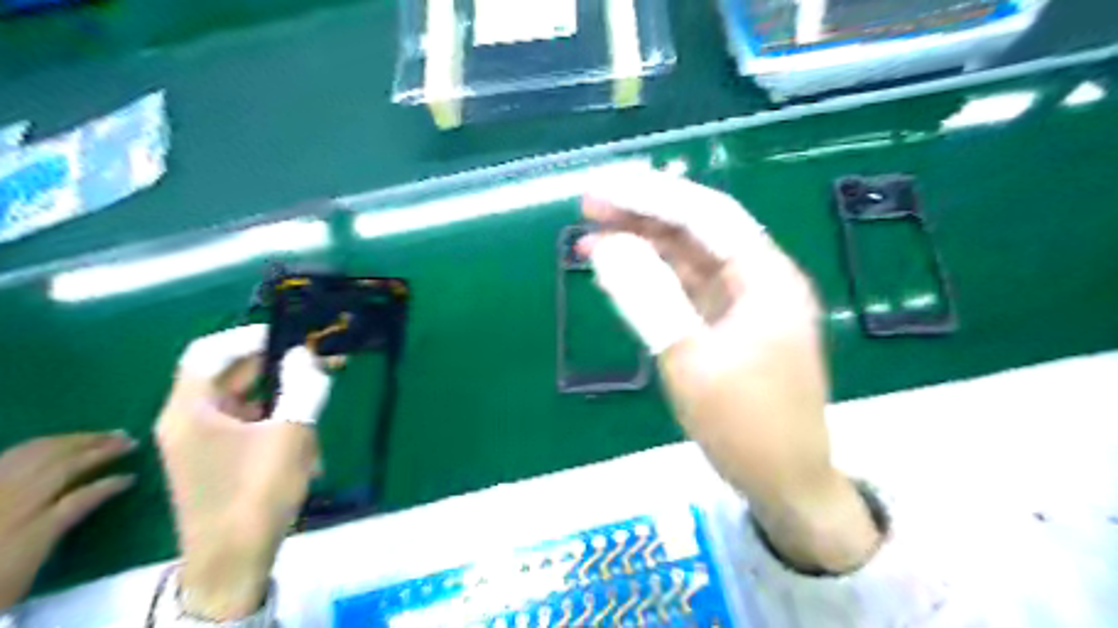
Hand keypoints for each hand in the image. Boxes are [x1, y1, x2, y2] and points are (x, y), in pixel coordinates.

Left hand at [0, 431, 135, 608]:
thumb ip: (58, 528)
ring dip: (72, 441)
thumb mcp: (27, 568)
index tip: (132, 477)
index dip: (109, 485)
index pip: (81, 497)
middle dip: (98, 449)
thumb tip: (95, 495)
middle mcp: (12, 501)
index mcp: (32, 527)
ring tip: (98, 435)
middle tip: (127, 438)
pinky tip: (52, 444)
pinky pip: (10, 457)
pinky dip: (37, 446)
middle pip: (60, 466)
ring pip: (35, 455)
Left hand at [156, 326, 330, 619]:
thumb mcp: (290, 434)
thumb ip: (302, 386)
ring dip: (286, 397)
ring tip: (321, 401)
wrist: (234, 562)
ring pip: (248, 401)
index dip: (248, 337)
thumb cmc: (256, 493)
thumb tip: (305, 354)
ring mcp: (205, 441)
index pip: (208, 352)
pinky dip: (280, 423)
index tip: (290, 337)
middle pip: (233, 375)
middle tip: (322, 360)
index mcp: (190, 409)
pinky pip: (252, 426)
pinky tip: (308, 443)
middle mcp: (190, 419)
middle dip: (280, 366)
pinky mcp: (222, 459)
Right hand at [577, 169, 882, 574]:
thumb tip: (606, 247)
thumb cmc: (747, 426)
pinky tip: (618, 271)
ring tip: (591, 233)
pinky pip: (685, 288)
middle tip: (588, 204)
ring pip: (688, 257)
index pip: (706, 215)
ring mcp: (741, 303)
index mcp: (765, 278)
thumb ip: (648, 299)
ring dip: (642, 243)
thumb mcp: (691, 362)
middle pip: (696, 230)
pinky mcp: (724, 325)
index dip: (653, 195)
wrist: (785, 483)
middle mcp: (757, 279)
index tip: (603, 188)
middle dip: (643, 213)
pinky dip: (651, 277)